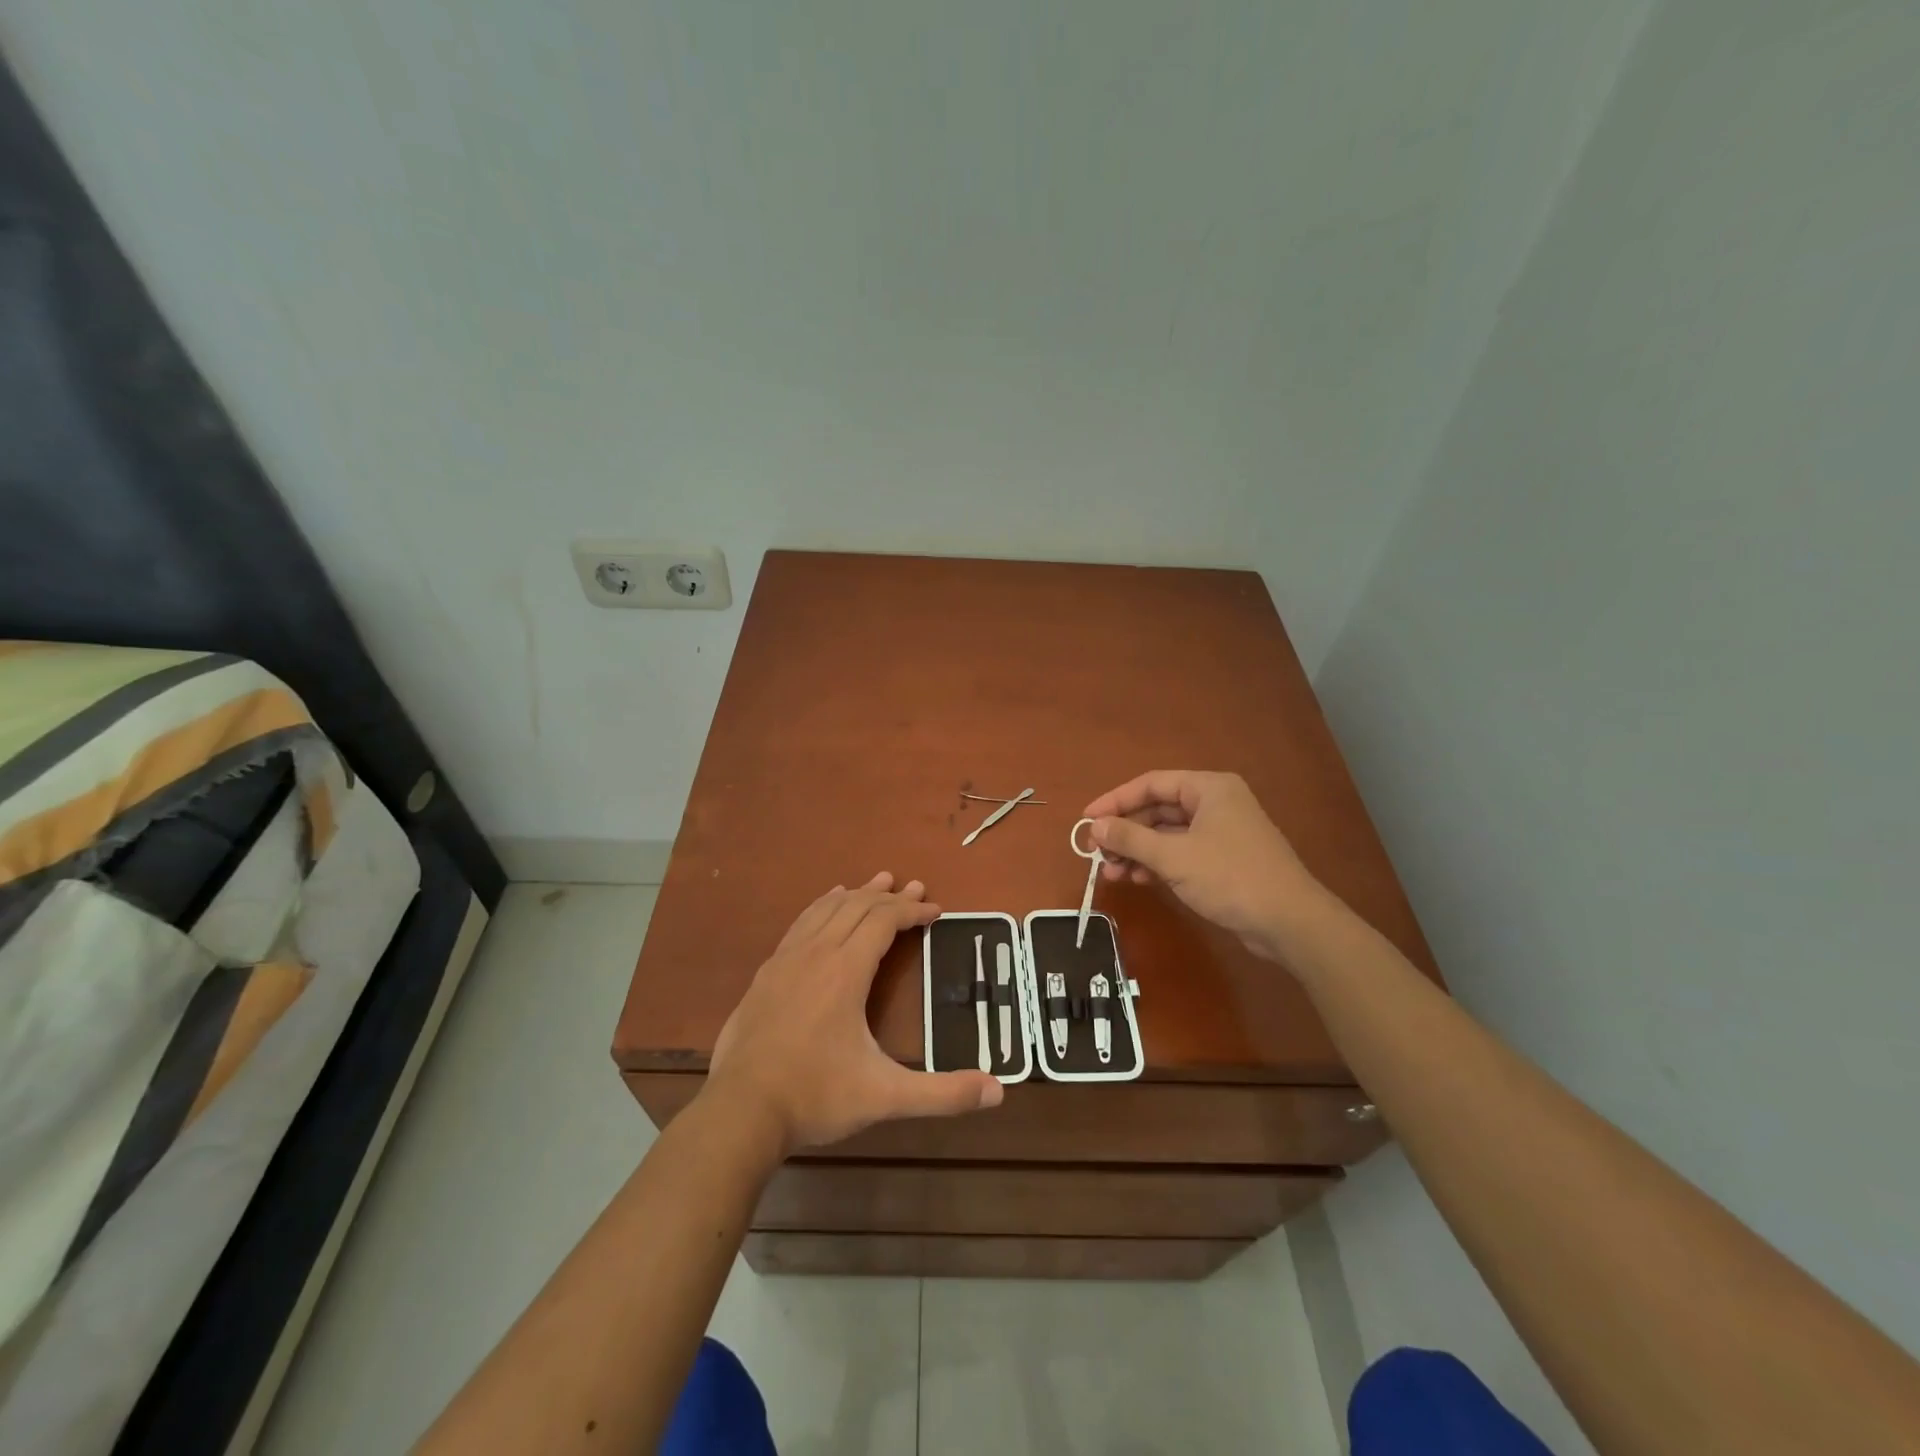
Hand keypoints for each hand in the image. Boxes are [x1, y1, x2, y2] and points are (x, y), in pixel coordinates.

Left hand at [708, 873, 1002, 1153]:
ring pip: (826, 909)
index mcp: (845, 971)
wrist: (740, 1111)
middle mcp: (816, 953)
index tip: (935, 910)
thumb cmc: (816, 1097)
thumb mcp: (885, 1097)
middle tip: (916, 887)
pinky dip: (822, 906)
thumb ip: (942, 1093)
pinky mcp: (766, 973)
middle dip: (890, 896)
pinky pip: (801, 923)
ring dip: (856, 894)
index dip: (912, 912)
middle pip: (857, 907)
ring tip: (877, 882)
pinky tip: (825, 905)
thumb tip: (998, 1091)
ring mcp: (786, 960)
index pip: (883, 922)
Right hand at [1083, 771, 1327, 961]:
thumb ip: (1131, 838)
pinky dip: (1157, 863)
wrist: (1289, 923)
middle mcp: (1215, 803)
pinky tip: (1138, 880)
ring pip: (1167, 834)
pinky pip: (1180, 852)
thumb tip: (1094, 826)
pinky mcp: (1223, 860)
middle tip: (1096, 851)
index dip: (1115, 800)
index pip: (1151, 784)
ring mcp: (1221, 832)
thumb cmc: (1230, 877)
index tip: (1087, 819)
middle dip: (1126, 831)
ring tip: (1111, 872)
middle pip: (1158, 809)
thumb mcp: (1174, 856)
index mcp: (1209, 788)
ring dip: (1138, 851)